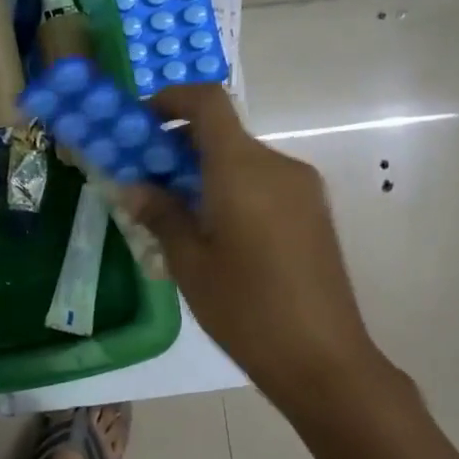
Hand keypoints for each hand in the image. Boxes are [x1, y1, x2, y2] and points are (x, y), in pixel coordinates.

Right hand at [122, 85, 414, 421]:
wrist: (324, 359)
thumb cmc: (246, 309)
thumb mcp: (189, 262)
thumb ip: (160, 214)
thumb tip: (133, 186)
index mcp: (243, 169)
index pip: (208, 102)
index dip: (171, 99)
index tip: (140, 123)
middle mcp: (277, 165)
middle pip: (222, 131)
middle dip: (178, 144)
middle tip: (145, 178)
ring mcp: (301, 188)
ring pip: (241, 158)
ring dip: (203, 168)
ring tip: (175, 212)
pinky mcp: (313, 211)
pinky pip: (262, 180)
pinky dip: (230, 186)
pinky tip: (213, 230)